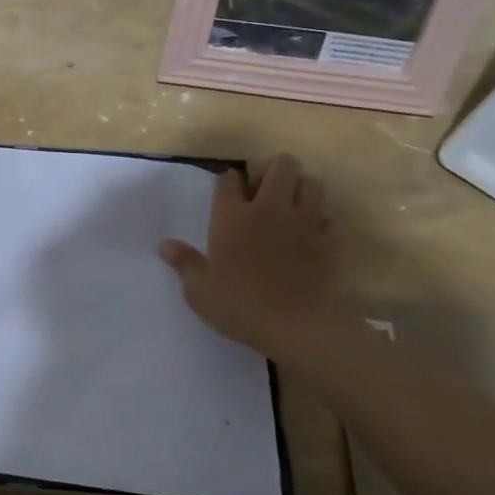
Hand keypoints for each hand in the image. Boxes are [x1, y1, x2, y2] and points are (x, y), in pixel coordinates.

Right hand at [159, 156, 335, 353]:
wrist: (296, 327)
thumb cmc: (240, 305)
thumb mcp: (200, 290)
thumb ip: (184, 263)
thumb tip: (165, 245)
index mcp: (232, 216)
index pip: (230, 179)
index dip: (228, 180)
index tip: (228, 189)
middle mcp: (268, 209)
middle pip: (282, 166)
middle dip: (275, 170)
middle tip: (265, 191)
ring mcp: (303, 223)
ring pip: (312, 184)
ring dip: (303, 189)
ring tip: (292, 206)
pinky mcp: (327, 242)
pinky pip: (329, 219)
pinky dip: (322, 222)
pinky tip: (312, 234)